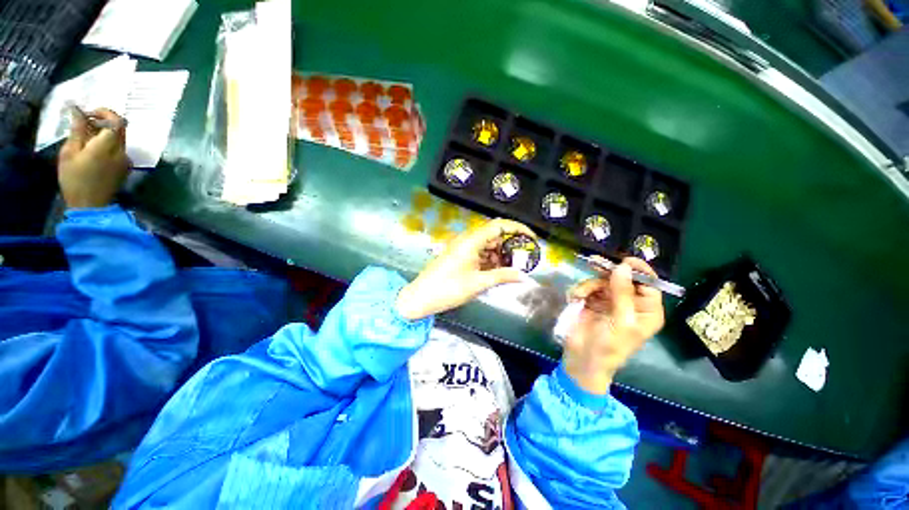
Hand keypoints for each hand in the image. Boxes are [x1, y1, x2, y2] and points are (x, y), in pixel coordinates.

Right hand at [58, 107, 129, 208]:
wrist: (90, 205)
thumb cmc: (74, 179)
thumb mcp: (69, 152)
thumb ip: (77, 131)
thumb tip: (78, 111)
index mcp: (108, 146)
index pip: (117, 121)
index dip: (105, 113)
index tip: (89, 114)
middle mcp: (122, 151)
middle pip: (120, 129)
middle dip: (104, 121)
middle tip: (86, 124)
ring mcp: (126, 160)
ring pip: (120, 139)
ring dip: (106, 133)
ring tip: (87, 137)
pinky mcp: (126, 168)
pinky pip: (119, 149)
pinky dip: (109, 144)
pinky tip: (94, 150)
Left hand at [396, 218, 535, 319]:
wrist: (421, 298)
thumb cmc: (448, 289)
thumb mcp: (478, 283)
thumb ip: (502, 276)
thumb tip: (524, 276)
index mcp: (471, 241)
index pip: (499, 225)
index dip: (517, 228)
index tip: (532, 239)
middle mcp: (467, 240)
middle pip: (494, 235)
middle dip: (510, 245)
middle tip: (524, 259)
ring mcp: (463, 248)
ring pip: (488, 245)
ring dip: (501, 254)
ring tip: (513, 268)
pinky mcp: (460, 256)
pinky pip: (480, 254)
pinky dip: (491, 260)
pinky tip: (498, 271)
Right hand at [563, 257, 665, 394]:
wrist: (582, 359)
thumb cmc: (609, 345)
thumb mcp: (621, 320)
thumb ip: (623, 293)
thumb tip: (623, 267)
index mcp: (646, 311)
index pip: (648, 285)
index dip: (638, 271)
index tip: (625, 261)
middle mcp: (630, 303)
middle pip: (623, 279)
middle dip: (608, 273)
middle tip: (595, 263)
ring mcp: (610, 301)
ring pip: (602, 281)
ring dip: (589, 285)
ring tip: (580, 296)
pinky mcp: (592, 301)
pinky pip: (588, 287)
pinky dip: (580, 291)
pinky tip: (575, 299)